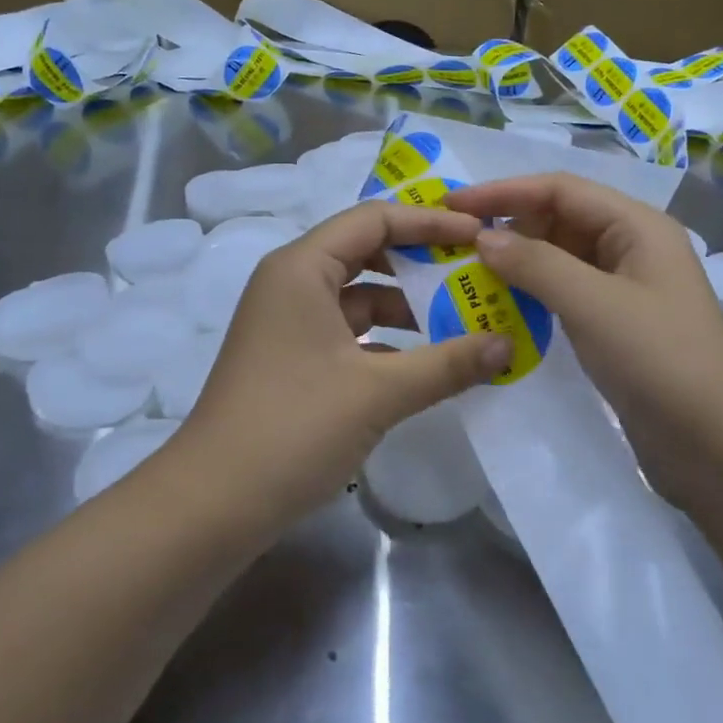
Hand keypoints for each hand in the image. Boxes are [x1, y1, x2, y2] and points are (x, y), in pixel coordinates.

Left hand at [182, 200, 512, 518]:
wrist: (214, 503)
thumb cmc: (294, 428)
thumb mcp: (379, 392)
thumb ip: (448, 364)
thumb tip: (507, 344)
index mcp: (301, 268)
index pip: (374, 219)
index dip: (430, 222)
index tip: (480, 237)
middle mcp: (290, 283)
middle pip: (365, 251)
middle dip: (421, 262)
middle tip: (475, 273)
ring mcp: (288, 322)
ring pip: (358, 295)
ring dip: (407, 306)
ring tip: (463, 320)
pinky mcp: (291, 358)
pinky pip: (348, 331)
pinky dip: (386, 339)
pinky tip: (425, 363)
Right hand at [445, 174, 722, 506]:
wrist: (718, 445)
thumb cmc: (660, 361)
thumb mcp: (594, 304)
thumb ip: (536, 264)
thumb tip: (484, 237)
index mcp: (637, 226)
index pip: (560, 189)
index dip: (504, 191)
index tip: (452, 206)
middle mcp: (631, 247)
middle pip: (560, 219)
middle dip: (509, 226)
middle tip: (455, 245)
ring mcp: (624, 288)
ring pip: (560, 258)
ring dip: (517, 262)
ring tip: (468, 274)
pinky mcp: (615, 325)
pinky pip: (565, 294)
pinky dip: (532, 294)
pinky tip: (501, 307)